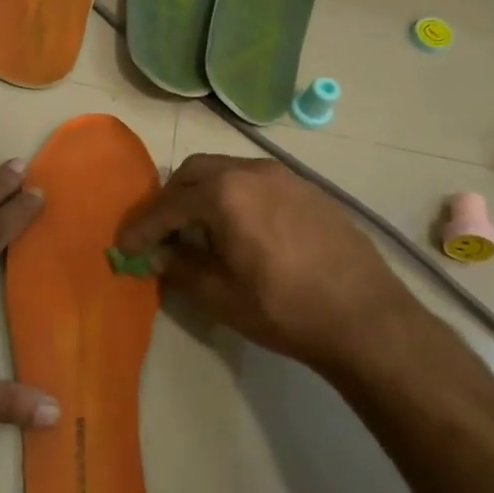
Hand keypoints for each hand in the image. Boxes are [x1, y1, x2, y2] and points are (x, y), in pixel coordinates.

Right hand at [115, 153, 419, 375]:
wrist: (368, 320)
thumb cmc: (284, 309)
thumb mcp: (219, 295)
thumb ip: (180, 266)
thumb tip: (158, 254)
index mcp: (225, 193)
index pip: (169, 205)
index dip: (143, 228)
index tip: (124, 247)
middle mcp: (253, 172)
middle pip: (195, 173)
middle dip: (171, 200)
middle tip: (160, 233)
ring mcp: (286, 177)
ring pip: (227, 172)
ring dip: (203, 194)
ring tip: (199, 230)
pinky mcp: (310, 191)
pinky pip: (257, 182)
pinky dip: (235, 197)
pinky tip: (241, 230)